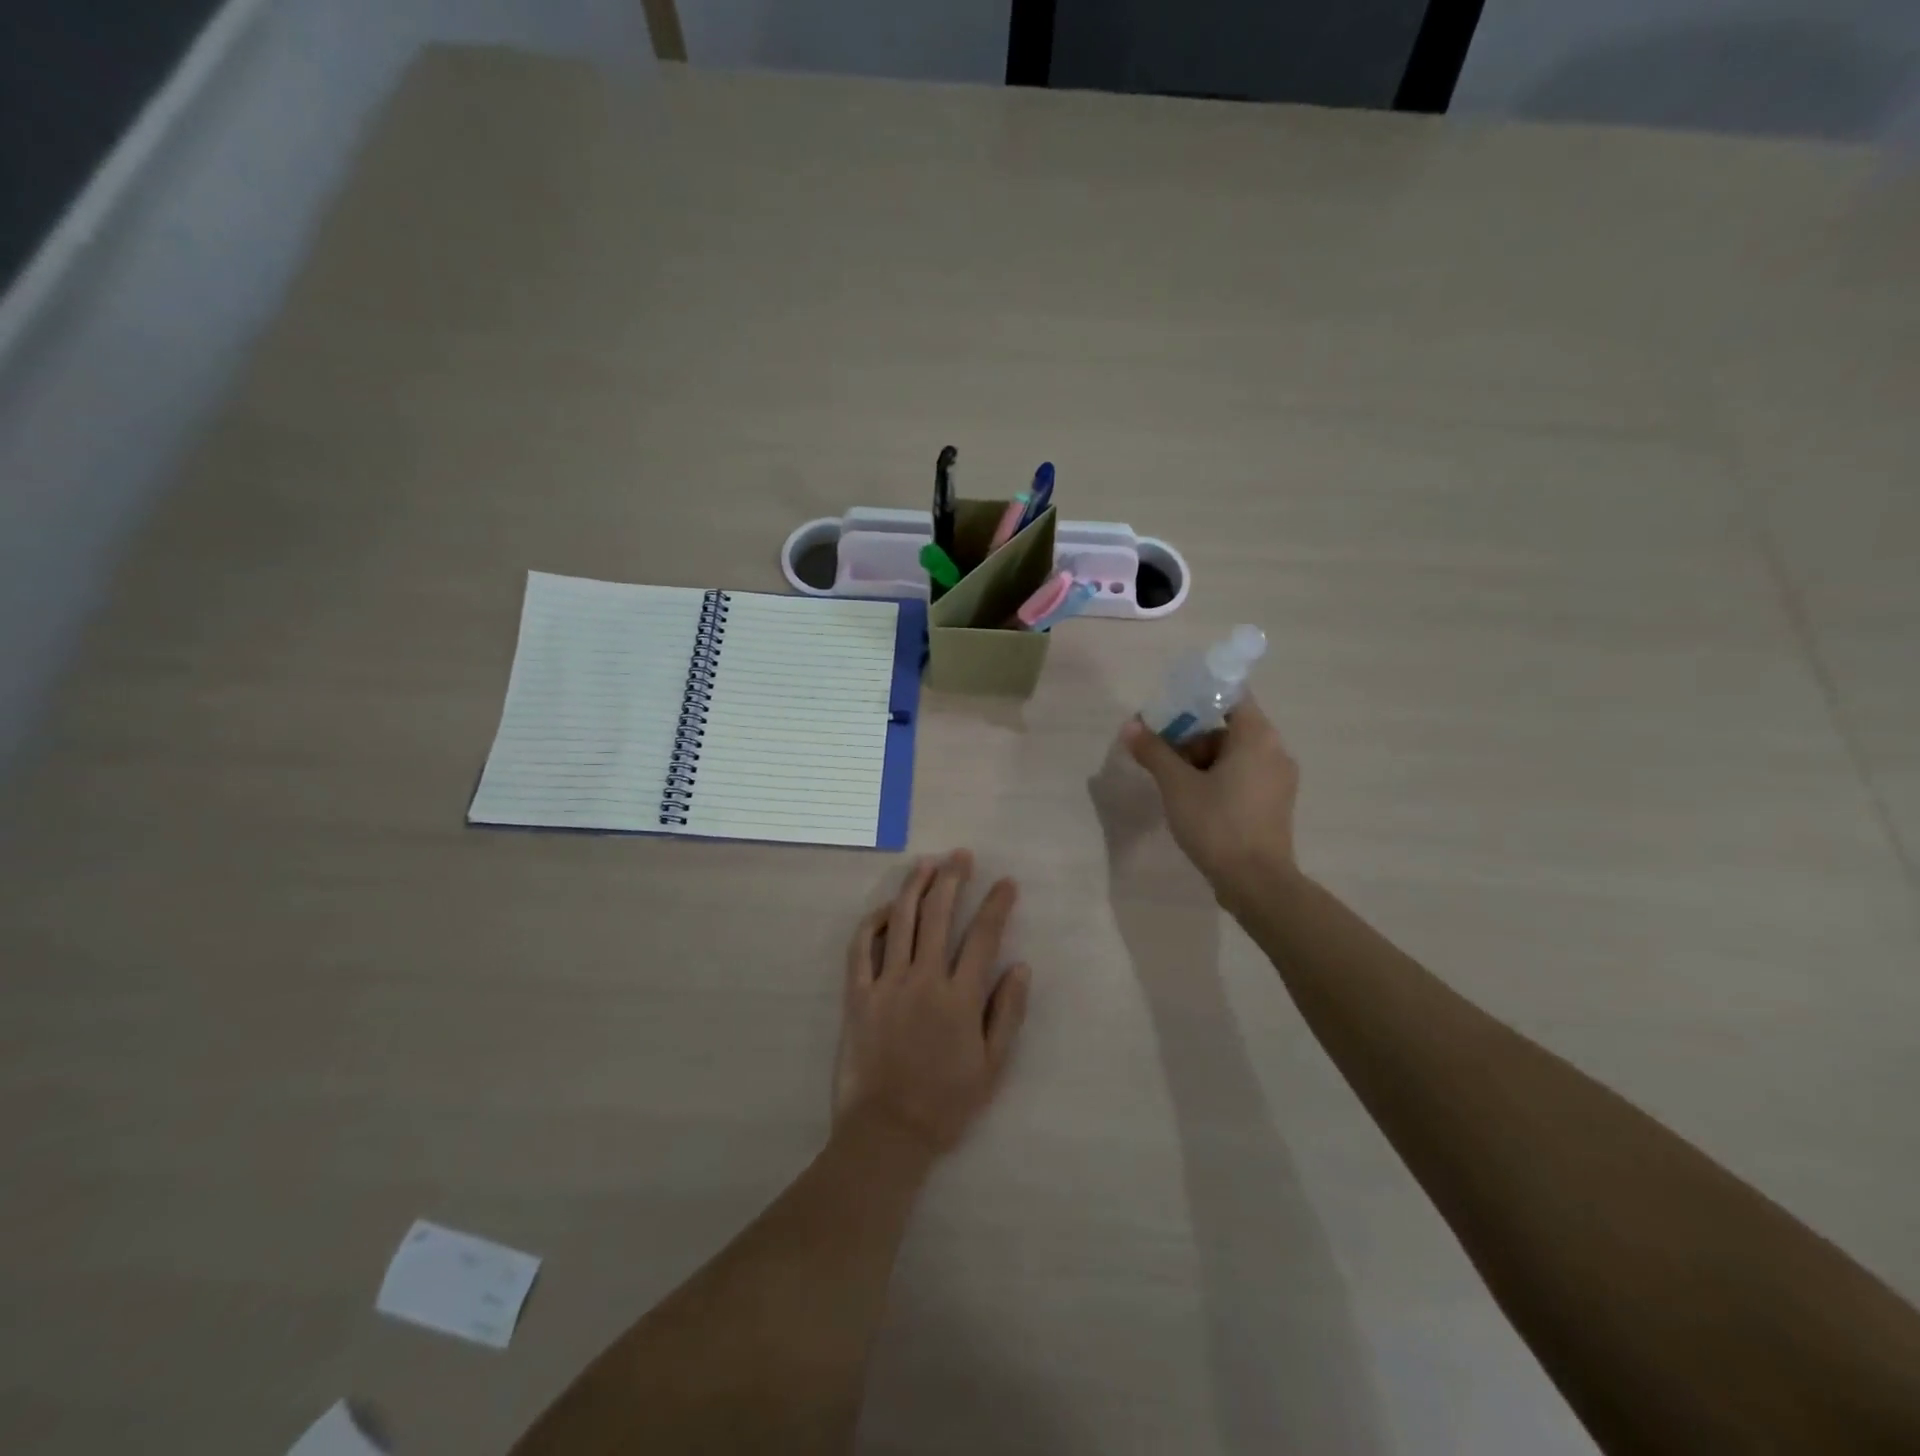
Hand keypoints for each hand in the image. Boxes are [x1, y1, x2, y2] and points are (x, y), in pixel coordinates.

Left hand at [834, 850, 1031, 1157]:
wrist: (887, 1134)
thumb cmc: (946, 1104)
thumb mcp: (992, 1066)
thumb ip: (1008, 1013)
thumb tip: (1021, 966)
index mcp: (960, 999)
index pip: (982, 937)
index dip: (996, 905)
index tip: (1006, 883)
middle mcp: (924, 980)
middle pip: (937, 916)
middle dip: (952, 879)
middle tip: (961, 856)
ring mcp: (886, 984)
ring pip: (900, 922)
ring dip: (914, 887)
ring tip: (926, 864)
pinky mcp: (857, 995)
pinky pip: (861, 948)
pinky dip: (873, 922)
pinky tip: (886, 907)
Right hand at [1119, 694, 1299, 905]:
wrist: (1256, 883)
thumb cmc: (1217, 824)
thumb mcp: (1177, 785)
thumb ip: (1154, 751)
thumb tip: (1131, 726)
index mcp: (1257, 737)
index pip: (1230, 697)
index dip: (1196, 699)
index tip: (1168, 714)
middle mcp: (1275, 751)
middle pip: (1228, 727)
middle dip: (1191, 737)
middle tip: (1161, 755)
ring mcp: (1279, 779)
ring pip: (1234, 755)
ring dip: (1202, 760)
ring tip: (1172, 783)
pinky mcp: (1275, 804)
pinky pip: (1243, 776)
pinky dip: (1218, 779)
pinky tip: (1193, 801)